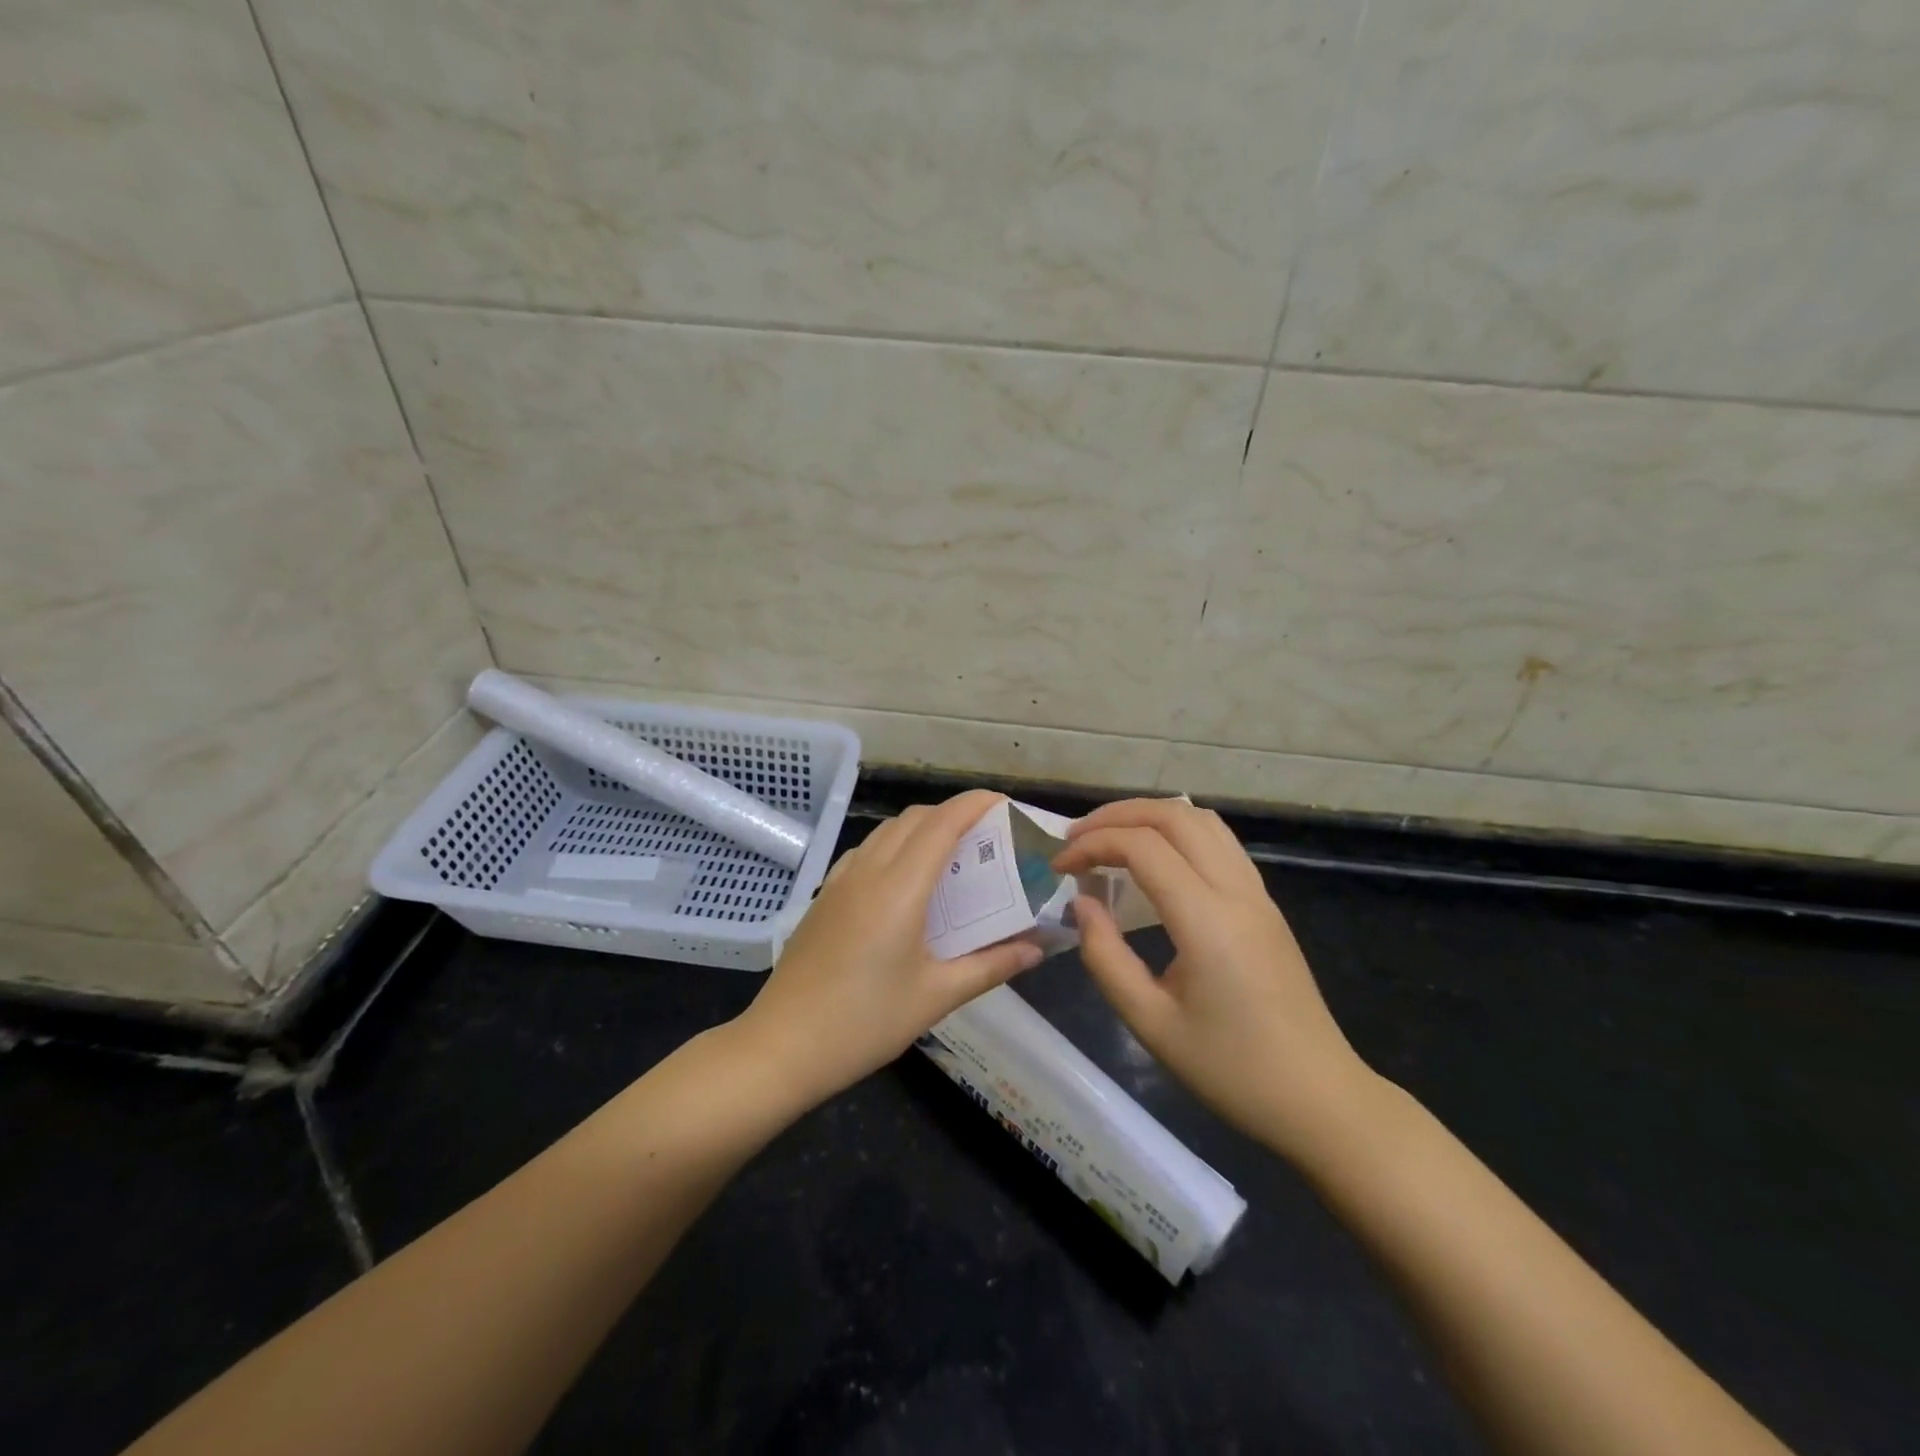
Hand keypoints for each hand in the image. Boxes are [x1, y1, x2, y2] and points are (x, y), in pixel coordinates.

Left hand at [736, 789, 1043, 1106]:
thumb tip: (1036, 949)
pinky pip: (864, 852)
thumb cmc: (865, 1023)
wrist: (783, 1046)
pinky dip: (893, 847)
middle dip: (953, 814)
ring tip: (951, 855)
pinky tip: (903, 881)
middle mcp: (868, 871)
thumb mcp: (935, 997)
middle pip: (915, 819)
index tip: (1004, 803)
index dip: (974, 804)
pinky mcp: (823, 898)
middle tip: (986, 836)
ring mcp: (840, 882)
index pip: (942, 824)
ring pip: (886, 832)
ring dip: (921, 828)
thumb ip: (990, 966)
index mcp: (900, 888)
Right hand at [1052, 798, 1372, 1161]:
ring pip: (1202, 820)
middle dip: (1118, 815)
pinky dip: (1178, 832)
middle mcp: (1236, 891)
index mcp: (1207, 920)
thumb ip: (1106, 957)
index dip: (1093, 844)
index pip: (1143, 847)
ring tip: (1111, 839)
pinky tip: (1155, 861)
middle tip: (1077, 838)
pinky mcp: (1265, 904)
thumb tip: (1081, 904)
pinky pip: (1220, 842)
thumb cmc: (1231, 1070)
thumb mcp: (1151, 1023)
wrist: (1319, 1099)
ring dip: (1151, 817)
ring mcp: (1257, 894)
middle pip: (1175, 816)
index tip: (1060, 865)